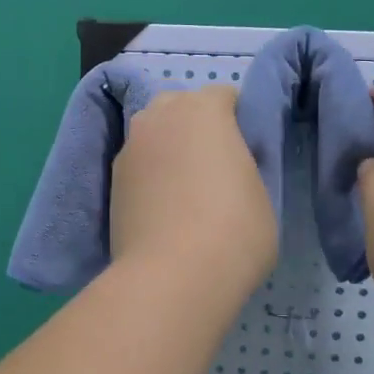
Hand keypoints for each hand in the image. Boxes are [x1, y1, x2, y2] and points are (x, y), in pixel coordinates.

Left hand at [110, 86, 277, 307]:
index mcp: (203, 109)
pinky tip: (162, 210)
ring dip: (168, 150)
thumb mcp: (262, 194)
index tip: (246, 152)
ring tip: (184, 191)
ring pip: (153, 135)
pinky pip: (138, 165)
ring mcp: (129, 148)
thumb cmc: (233, 231)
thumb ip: (245, 166)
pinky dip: (149, 177)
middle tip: (214, 167)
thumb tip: (230, 166)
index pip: (223, 96)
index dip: (238, 121)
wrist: (171, 277)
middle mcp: (159, 116)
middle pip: (180, 107)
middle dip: (196, 127)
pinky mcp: (111, 181)